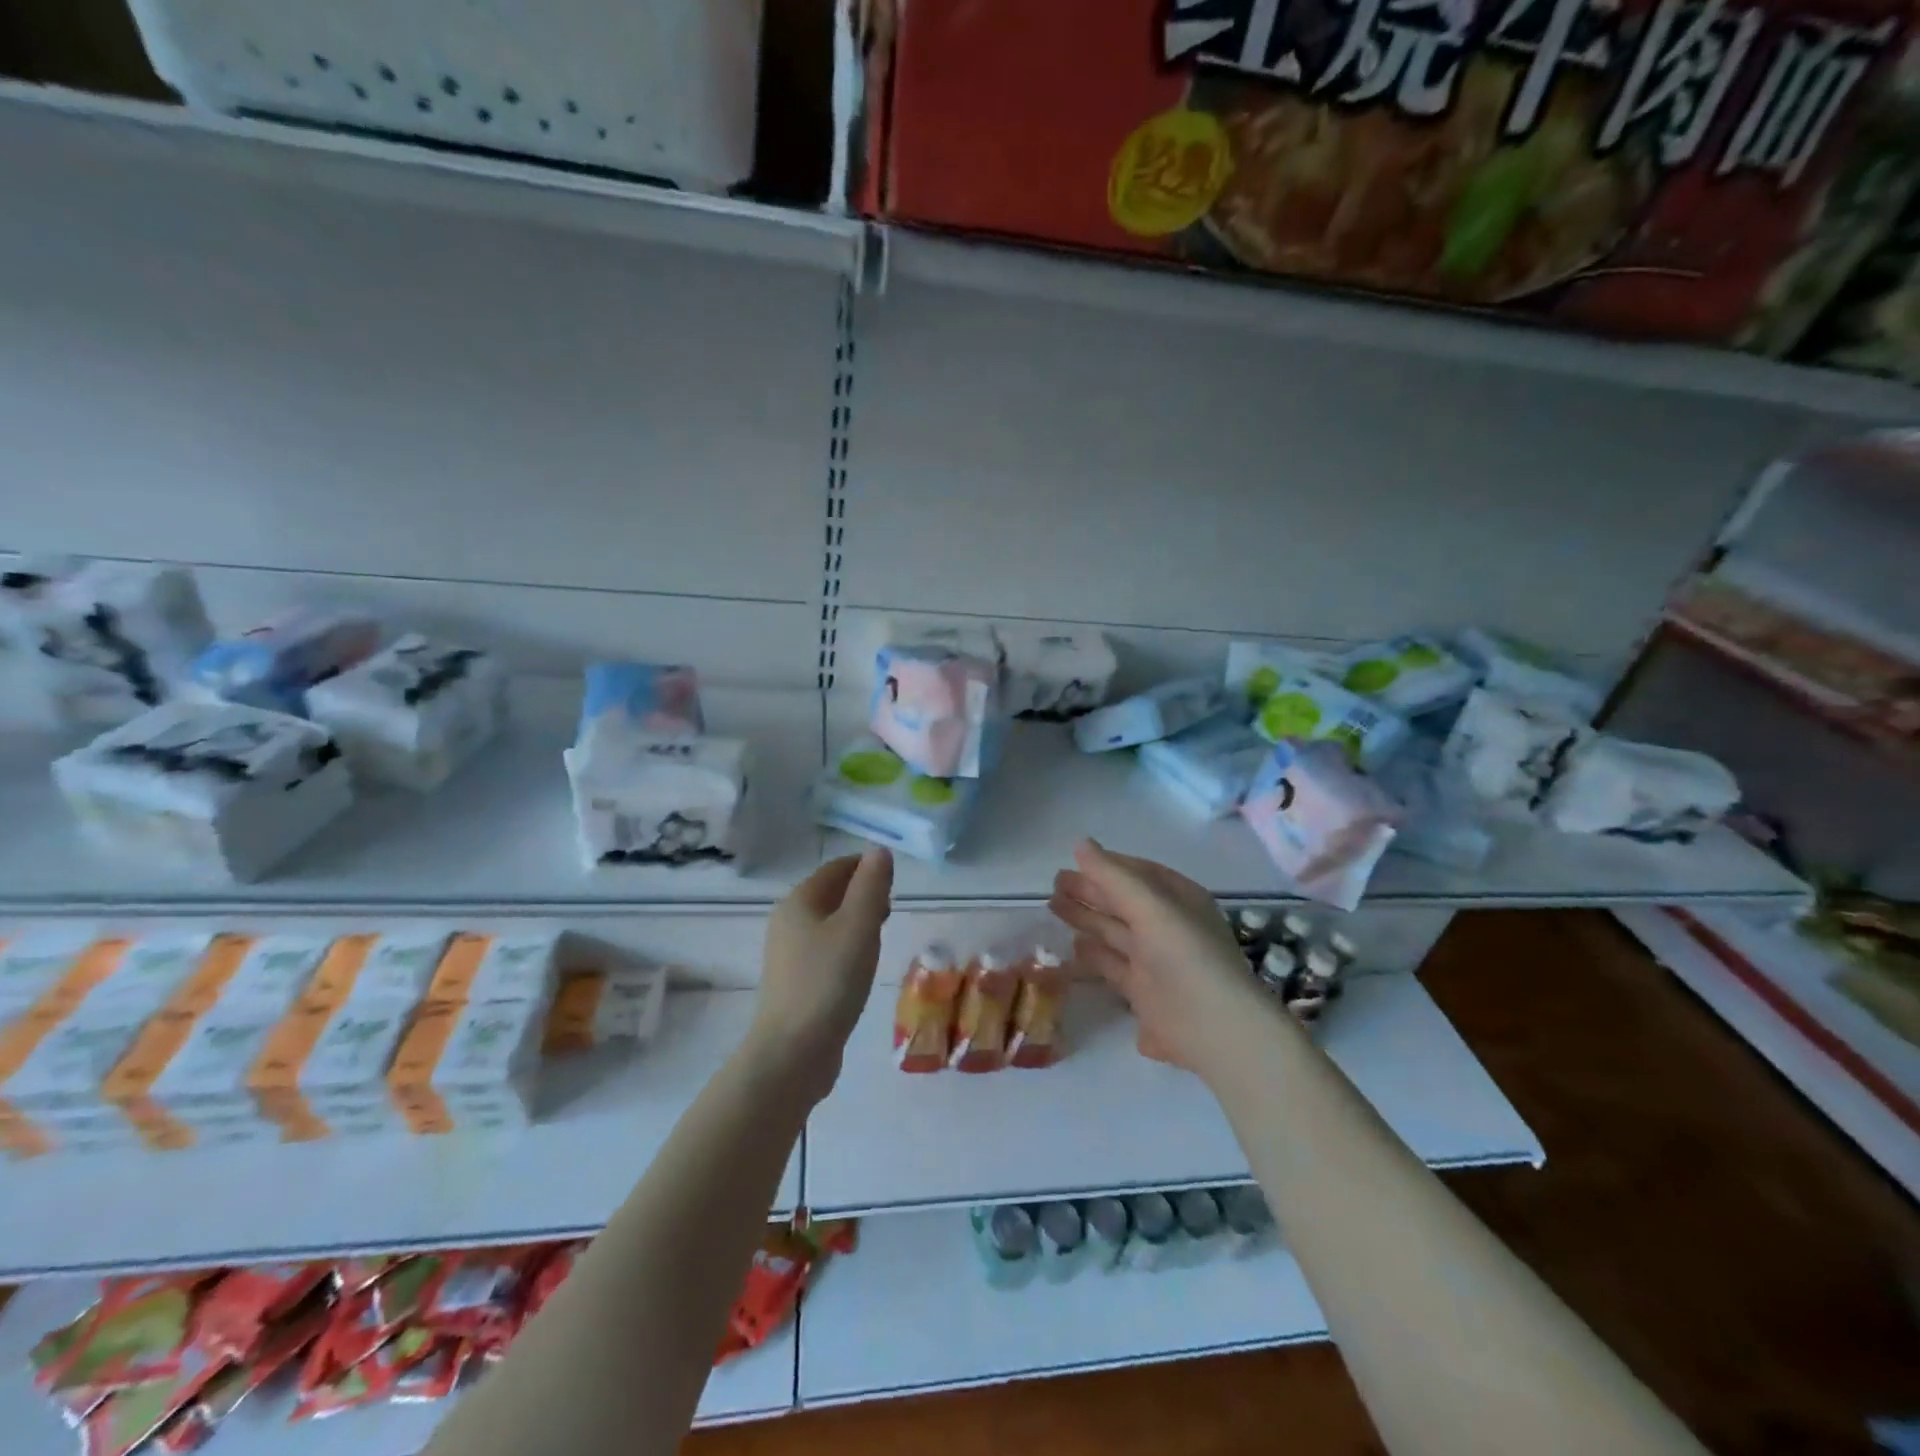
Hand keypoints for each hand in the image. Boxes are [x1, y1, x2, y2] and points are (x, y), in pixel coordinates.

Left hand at [751, 849, 893, 1101]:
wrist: (792, 1053)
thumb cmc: (829, 982)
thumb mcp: (859, 926)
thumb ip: (871, 886)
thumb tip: (879, 851)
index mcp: (799, 901)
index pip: (836, 868)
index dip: (866, 867)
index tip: (895, 880)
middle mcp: (787, 921)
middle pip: (830, 894)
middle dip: (862, 893)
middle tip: (891, 908)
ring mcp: (788, 954)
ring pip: (828, 923)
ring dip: (856, 921)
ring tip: (881, 935)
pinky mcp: (795, 982)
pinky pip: (825, 949)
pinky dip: (846, 946)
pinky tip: (861, 966)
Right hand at [1049, 839, 1271, 1075]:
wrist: (1213, 1028)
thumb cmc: (1184, 954)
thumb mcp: (1149, 905)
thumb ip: (1112, 876)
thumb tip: (1080, 843)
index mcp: (1179, 900)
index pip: (1139, 873)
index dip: (1108, 865)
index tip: (1074, 860)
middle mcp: (1168, 927)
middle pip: (1122, 902)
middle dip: (1090, 892)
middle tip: (1054, 884)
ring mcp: (1156, 961)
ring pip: (1114, 933)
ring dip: (1086, 919)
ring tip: (1053, 906)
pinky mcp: (1144, 993)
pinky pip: (1112, 966)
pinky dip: (1093, 955)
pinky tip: (1073, 946)